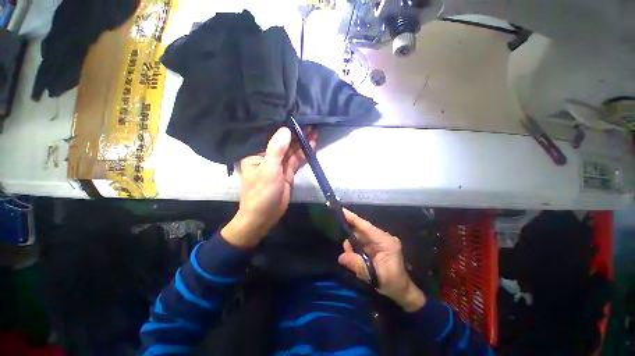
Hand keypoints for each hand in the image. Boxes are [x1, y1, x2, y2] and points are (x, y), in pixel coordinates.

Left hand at [221, 127, 316, 248]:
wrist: (264, 217)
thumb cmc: (261, 193)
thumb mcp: (268, 170)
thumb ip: (277, 150)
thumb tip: (286, 130)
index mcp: (256, 153)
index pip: (270, 136)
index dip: (283, 127)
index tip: (296, 117)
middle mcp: (267, 156)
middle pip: (283, 143)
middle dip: (296, 134)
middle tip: (310, 123)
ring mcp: (278, 165)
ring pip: (291, 151)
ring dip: (302, 143)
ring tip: (314, 131)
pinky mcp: (287, 172)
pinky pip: (296, 161)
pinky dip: (304, 154)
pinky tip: (312, 145)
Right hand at [338, 209, 425, 311]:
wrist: (401, 291)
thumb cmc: (392, 283)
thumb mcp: (375, 276)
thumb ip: (358, 265)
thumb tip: (341, 257)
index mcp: (385, 241)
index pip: (366, 226)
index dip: (353, 218)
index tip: (341, 210)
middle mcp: (382, 237)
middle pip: (361, 231)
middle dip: (350, 237)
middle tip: (345, 250)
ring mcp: (378, 241)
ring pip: (359, 236)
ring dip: (352, 245)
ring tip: (350, 257)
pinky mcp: (375, 246)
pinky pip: (361, 242)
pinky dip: (354, 248)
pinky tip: (352, 256)